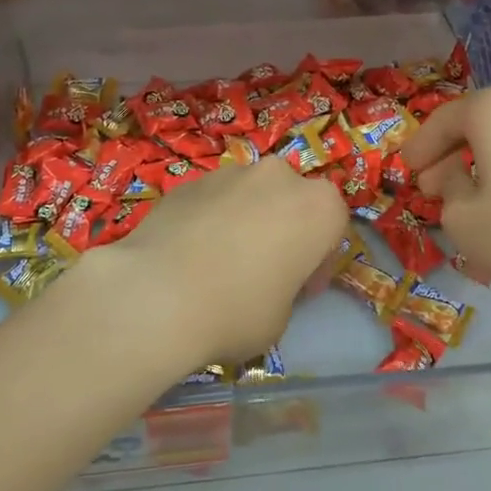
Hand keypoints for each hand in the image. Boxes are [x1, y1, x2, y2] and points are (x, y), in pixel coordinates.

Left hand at [74, 158, 347, 372]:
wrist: (157, 294)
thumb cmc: (237, 311)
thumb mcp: (281, 317)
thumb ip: (285, 288)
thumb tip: (264, 281)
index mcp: (318, 207)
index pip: (333, 228)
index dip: (318, 263)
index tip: (301, 290)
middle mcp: (280, 177)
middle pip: (291, 201)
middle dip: (283, 230)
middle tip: (264, 271)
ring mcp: (231, 173)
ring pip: (250, 196)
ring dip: (246, 221)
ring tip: (220, 263)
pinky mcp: (190, 181)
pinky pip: (213, 201)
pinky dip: (210, 221)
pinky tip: (189, 256)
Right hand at [400, 80, 490, 310]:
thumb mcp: (464, 220)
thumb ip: (447, 190)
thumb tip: (454, 176)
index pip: (442, 121)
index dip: (419, 148)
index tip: (404, 171)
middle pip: (476, 123)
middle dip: (449, 154)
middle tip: (431, 186)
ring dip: (481, 160)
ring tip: (468, 195)